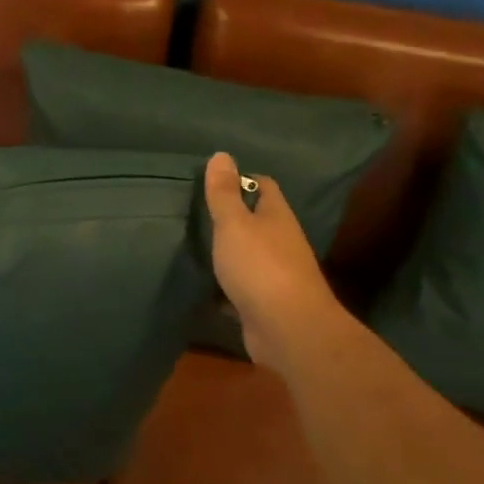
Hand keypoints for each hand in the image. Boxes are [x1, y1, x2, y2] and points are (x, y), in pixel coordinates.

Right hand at [205, 152, 350, 372]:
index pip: (264, 187)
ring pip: (249, 255)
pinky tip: (205, 285)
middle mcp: (281, 242)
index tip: (214, 181)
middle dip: (232, 216)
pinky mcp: (265, 304)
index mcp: (277, 217)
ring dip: (229, 252)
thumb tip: (221, 154)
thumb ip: (224, 193)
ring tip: (195, 246)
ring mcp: (276, 275)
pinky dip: (225, 286)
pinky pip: (242, 287)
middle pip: (257, 221)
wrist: (288, 329)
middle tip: (196, 212)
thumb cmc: (260, 267)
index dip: (242, 180)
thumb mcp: (234, 224)